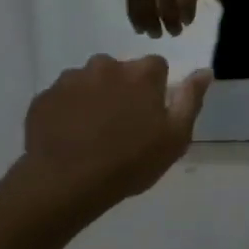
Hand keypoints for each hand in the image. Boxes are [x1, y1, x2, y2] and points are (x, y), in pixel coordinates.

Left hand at [16, 55, 212, 209]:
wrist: (66, 183)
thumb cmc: (130, 161)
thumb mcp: (175, 137)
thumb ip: (190, 99)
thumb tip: (205, 71)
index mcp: (141, 73)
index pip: (156, 66)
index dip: (155, 89)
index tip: (151, 114)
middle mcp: (105, 65)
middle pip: (120, 71)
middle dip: (122, 89)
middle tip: (121, 125)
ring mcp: (70, 79)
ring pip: (89, 82)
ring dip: (94, 98)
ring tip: (92, 133)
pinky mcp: (44, 97)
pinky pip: (62, 98)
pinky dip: (67, 111)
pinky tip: (70, 137)